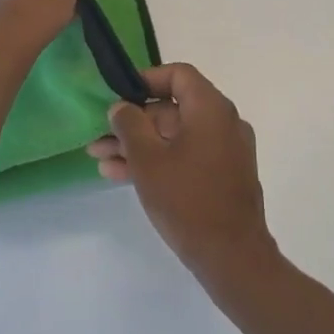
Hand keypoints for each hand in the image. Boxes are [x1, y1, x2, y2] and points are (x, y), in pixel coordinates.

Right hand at [86, 63, 276, 285]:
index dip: (145, 80)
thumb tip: (121, 106)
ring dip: (139, 145)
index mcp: (211, 108)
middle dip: (133, 122)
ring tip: (102, 159)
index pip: (178, 74)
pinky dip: (158, 160)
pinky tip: (122, 175)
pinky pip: (186, 156)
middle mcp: (224, 122)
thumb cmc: (187, 200)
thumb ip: (130, 124)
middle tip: (101, 137)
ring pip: (175, 136)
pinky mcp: (223, 176)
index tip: (118, 96)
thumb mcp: (148, 159)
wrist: (233, 258)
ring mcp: (226, 151)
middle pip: (172, 108)